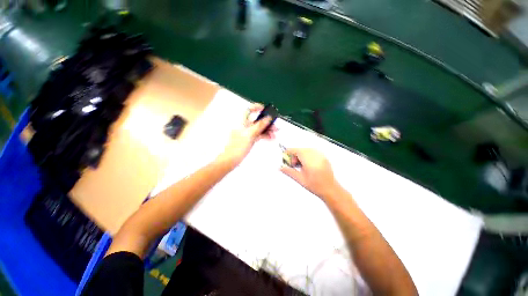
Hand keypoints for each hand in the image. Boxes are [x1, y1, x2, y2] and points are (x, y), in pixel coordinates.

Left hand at [217, 103, 274, 167]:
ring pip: (259, 128)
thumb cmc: (237, 147)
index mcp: (242, 122)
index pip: (249, 110)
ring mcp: (247, 133)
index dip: (257, 107)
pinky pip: (259, 135)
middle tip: (275, 126)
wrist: (230, 160)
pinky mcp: (249, 140)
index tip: (266, 110)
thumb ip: (259, 126)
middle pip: (257, 120)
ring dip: (267, 130)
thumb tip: (268, 118)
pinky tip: (270, 138)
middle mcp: (245, 126)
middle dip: (267, 122)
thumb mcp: (249, 135)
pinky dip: (265, 136)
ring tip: (275, 134)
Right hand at [280, 148, 340, 198]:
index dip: (289, 153)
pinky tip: (306, 164)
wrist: (331, 190)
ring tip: (300, 165)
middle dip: (295, 155)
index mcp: (309, 160)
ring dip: (300, 155)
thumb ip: (289, 172)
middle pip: (301, 150)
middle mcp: (315, 155)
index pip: (296, 151)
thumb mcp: (300, 179)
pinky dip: (307, 155)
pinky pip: (312, 151)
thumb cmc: (315, 186)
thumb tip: (280, 167)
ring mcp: (321, 155)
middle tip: (293, 165)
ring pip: (306, 150)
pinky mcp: (323, 156)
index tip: (285, 158)